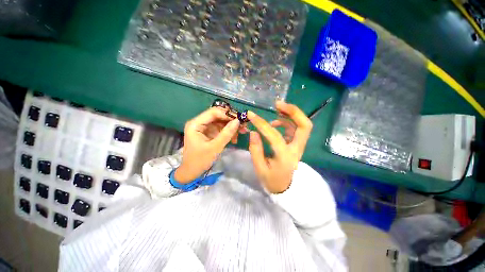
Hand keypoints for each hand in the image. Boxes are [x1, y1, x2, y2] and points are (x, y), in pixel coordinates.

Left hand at [175, 107, 245, 182]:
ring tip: (242, 132)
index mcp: (195, 124)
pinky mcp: (208, 132)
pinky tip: (235, 138)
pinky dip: (228, 132)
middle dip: (231, 120)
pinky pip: (220, 128)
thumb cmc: (200, 161)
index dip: (227, 114)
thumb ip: (226, 133)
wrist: (191, 172)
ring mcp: (204, 127)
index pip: (213, 112)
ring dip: (231, 126)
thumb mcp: (215, 147)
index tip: (240, 119)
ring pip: (220, 122)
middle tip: (243, 125)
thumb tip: (238, 121)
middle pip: (217, 115)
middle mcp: (199, 122)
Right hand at [248, 101, 312, 192]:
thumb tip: (254, 132)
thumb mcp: (260, 169)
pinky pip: (296, 128)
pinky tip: (276, 122)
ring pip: (303, 125)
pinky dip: (287, 121)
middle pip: (304, 126)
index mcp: (285, 157)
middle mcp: (296, 149)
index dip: (262, 124)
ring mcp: (299, 146)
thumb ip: (256, 150)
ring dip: (290, 114)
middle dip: (293, 111)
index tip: (251, 115)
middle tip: (278, 104)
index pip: (274, 136)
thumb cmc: (271, 180)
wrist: (285, 187)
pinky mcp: (296, 144)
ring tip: (276, 109)